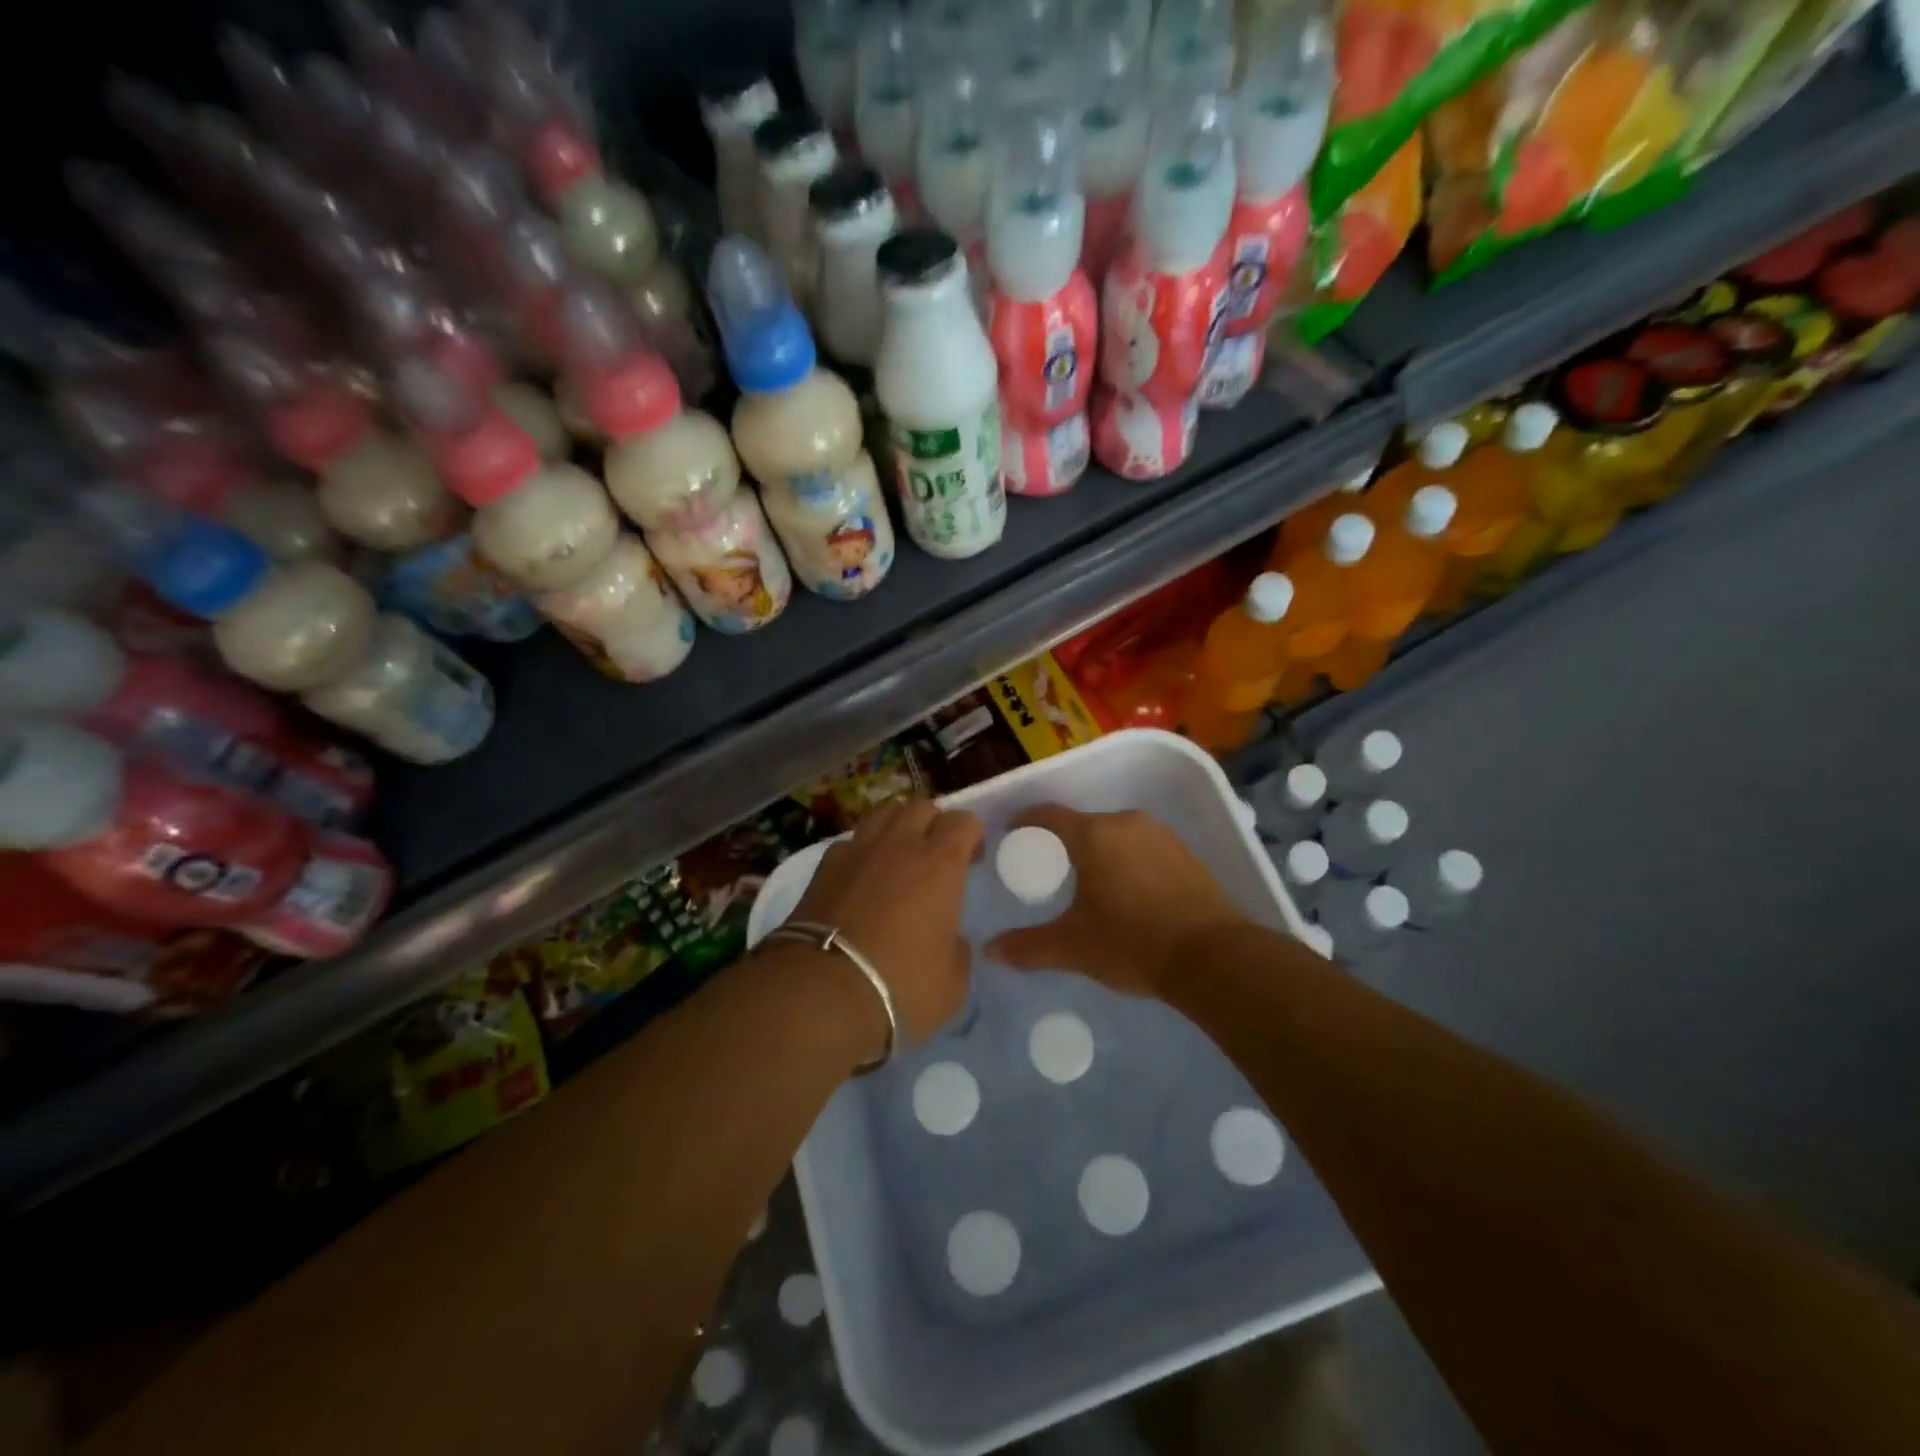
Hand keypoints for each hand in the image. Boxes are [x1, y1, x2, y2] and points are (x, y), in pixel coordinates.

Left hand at [786, 801, 983, 1051]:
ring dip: (897, 828)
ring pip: (883, 814)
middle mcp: (899, 844)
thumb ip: (957, 948)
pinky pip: (851, 842)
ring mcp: (857, 850)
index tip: (972, 858)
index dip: (972, 834)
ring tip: (898, 856)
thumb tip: (950, 938)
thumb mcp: (953, 981)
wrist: (822, 990)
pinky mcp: (824, 866)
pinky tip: (861, 876)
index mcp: (940, 863)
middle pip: (921, 806)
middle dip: (934, 823)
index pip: (963, 821)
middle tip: (936, 854)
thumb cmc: (901, 985)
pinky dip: (862, 851)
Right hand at [986, 804, 1244, 997]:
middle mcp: (1125, 822)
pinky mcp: (1184, 852)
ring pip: (1115, 834)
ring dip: (1098, 851)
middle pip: (1083, 823)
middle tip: (1049, 870)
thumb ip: (1029, 947)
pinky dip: (1127, 860)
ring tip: (1088, 882)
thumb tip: (990, 950)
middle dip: (1063, 842)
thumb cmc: (1133, 944)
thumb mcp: (1074, 948)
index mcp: (1093, 834)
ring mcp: (1160, 834)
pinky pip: (1142, 846)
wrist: (1213, 958)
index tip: (1012, 834)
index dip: (1026, 820)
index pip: (1049, 814)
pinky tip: (1128, 891)